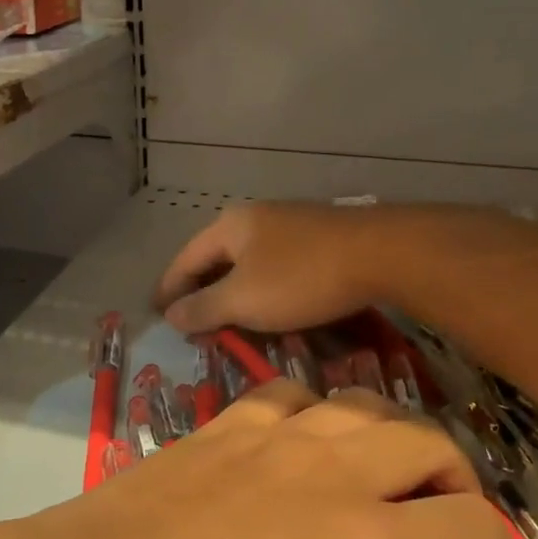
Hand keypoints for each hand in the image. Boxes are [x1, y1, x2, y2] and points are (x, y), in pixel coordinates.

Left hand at [23, 381, 537, 538]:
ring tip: (379, 477)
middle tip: (441, 523)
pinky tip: (297, 442)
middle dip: (454, 478)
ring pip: (357, 404)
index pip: (473, 522)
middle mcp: (331, 470)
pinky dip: (312, 410)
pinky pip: (286, 393)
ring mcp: (271, 437)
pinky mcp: (220, 425)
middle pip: (425, 441)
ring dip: (388, 435)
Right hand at [153, 203, 403, 335]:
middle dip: (201, 289)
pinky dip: (262, 287)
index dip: (168, 288)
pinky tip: (271, 305)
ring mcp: (289, 223)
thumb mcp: (244, 300)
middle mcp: (255, 217)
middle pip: (216, 257)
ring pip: (248, 261)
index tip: (157, 313)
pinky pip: (274, 265)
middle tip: (191, 321)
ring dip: (233, 290)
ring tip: (228, 318)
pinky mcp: (317, 237)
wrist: (380, 253)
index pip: (185, 259)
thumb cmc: (300, 278)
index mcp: (229, 225)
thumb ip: (203, 307)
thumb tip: (169, 313)